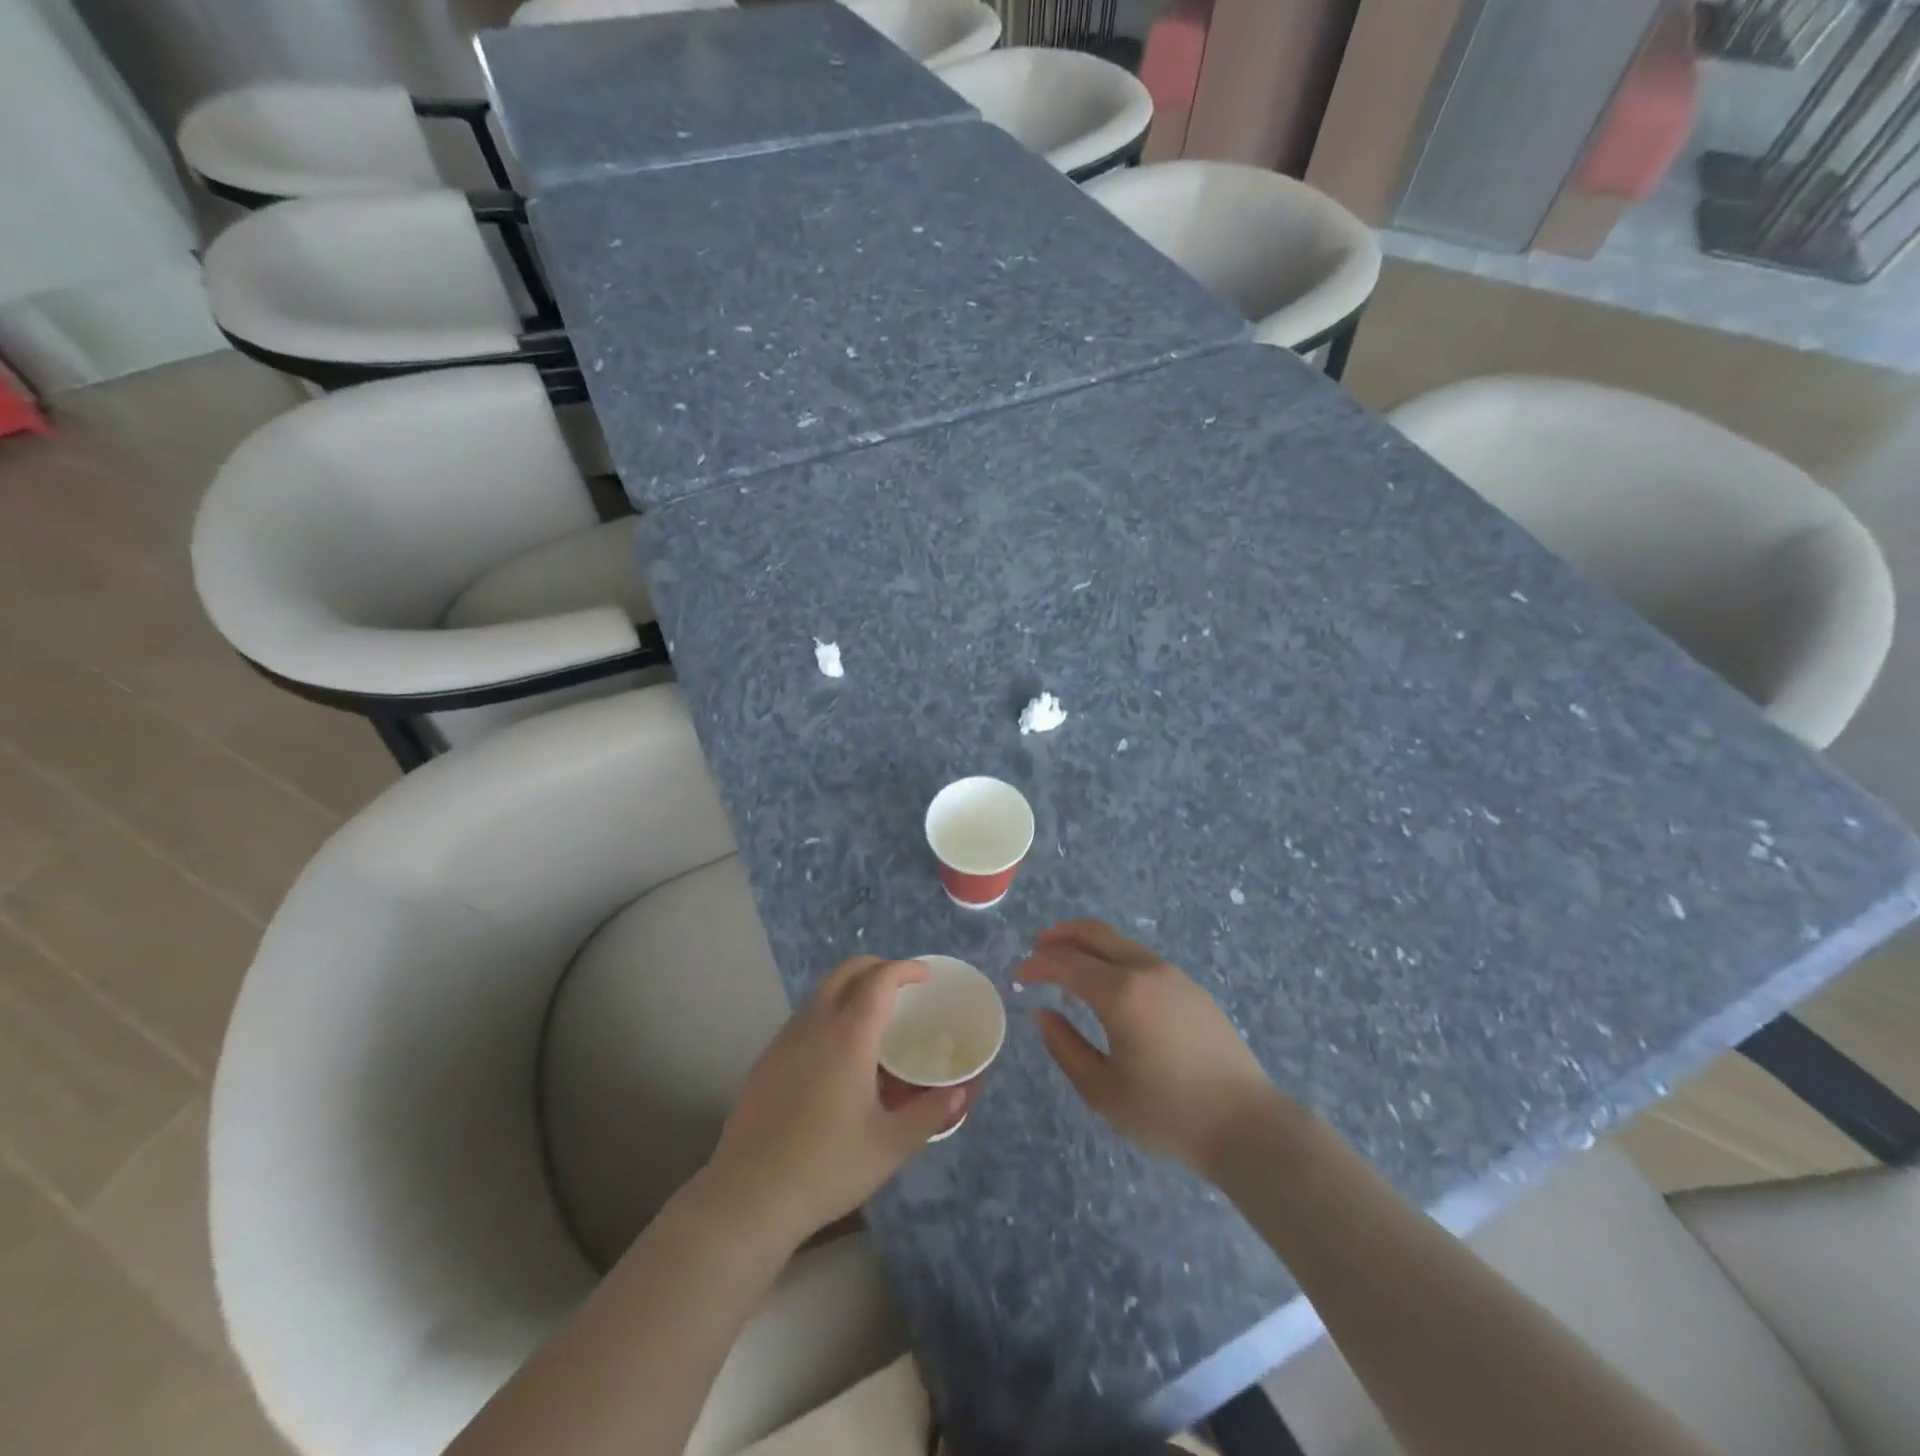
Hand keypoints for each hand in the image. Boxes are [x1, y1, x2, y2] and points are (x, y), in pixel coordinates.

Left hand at [702, 957, 966, 1245]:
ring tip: (873, 1019)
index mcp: (849, 1035)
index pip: (880, 979)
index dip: (905, 969)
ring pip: (822, 992)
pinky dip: (829, 1013)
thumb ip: (929, 1114)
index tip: (925, 977)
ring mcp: (785, 1039)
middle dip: (877, 967)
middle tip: (902, 987)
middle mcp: (815, 1024)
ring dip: (851, 989)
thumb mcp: (891, 1146)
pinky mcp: (766, 1059)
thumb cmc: (827, 1167)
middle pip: (847, 971)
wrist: (749, 1196)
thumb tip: (958, 1094)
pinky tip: (836, 1053)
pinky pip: (804, 1017)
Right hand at [1016, 920, 1291, 1180]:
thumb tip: (1043, 1015)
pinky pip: (1141, 958)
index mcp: (1120, 992)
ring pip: (1120, 942)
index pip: (1066, 962)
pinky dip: (1113, 958)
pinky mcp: (1191, 988)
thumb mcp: (1103, 1091)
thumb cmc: (1168, 1113)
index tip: (1019, 976)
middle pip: (1094, 933)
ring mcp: (1173, 975)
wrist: (1247, 1125)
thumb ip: (1066, 1048)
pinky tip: (1108, 985)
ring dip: (1088, 944)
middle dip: (1060, 936)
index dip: (1038, 964)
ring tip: (1068, 964)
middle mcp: (1145, 970)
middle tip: (1038, 950)